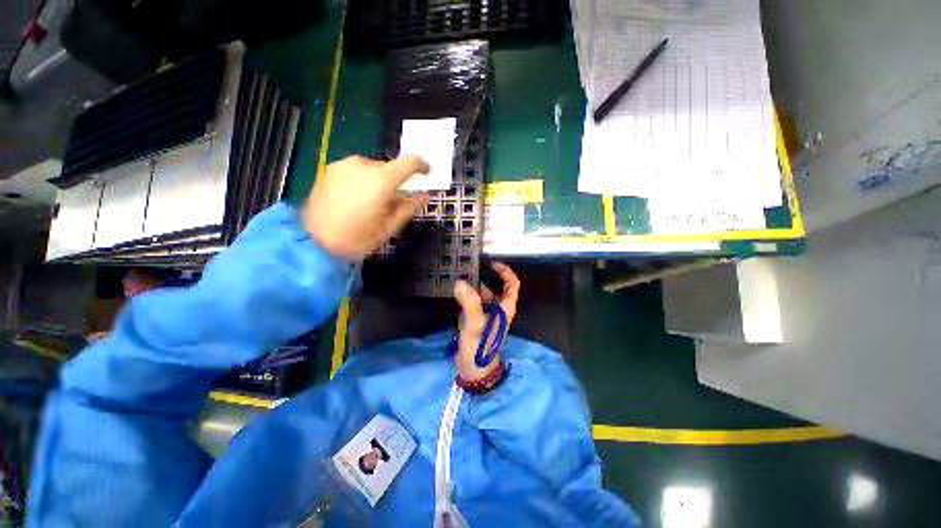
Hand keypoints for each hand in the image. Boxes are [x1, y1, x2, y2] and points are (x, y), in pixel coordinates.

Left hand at [303, 155, 430, 259]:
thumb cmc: (358, 239)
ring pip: (372, 169)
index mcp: (382, 180)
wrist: (313, 242)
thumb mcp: (389, 227)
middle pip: (389, 167)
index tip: (426, 174)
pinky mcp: (329, 169)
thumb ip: (409, 208)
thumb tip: (425, 196)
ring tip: (370, 204)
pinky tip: (355, 200)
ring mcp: (344, 165)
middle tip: (392, 203)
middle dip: (395, 181)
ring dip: (378, 181)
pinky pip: (355, 170)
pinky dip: (362, 180)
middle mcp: (363, 165)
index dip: (422, 166)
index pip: (410, 162)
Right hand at [452, 262, 519, 381]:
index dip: (505, 272)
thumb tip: (460, 283)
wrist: (474, 371)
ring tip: (459, 276)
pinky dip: (466, 296)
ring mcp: (487, 315)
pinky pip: (473, 303)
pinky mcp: (476, 321)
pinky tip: (456, 291)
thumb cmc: (480, 348)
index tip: (492, 263)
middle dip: (485, 277)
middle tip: (469, 267)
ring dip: (474, 286)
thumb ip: (469, 303)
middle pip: (496, 287)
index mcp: (505, 309)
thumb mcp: (475, 324)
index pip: (512, 284)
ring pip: (483, 295)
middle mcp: (498, 309)